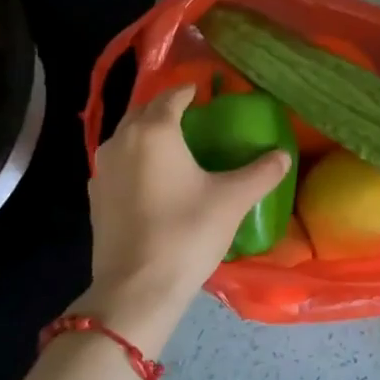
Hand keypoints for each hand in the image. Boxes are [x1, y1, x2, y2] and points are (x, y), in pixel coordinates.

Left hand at [83, 85, 291, 352]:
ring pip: (129, 135)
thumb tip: (283, 154)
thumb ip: (261, 172)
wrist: (135, 289)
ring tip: (177, 145)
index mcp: (155, 130)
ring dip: (150, 132)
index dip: (192, 90)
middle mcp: (122, 140)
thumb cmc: (186, 233)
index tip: (209, 93)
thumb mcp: (232, 200)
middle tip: (196, 117)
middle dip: (168, 108)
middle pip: (146, 110)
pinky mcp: (96, 195)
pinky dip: (137, 158)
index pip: (173, 95)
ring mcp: (103, 168)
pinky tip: (155, 178)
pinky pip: (119, 161)